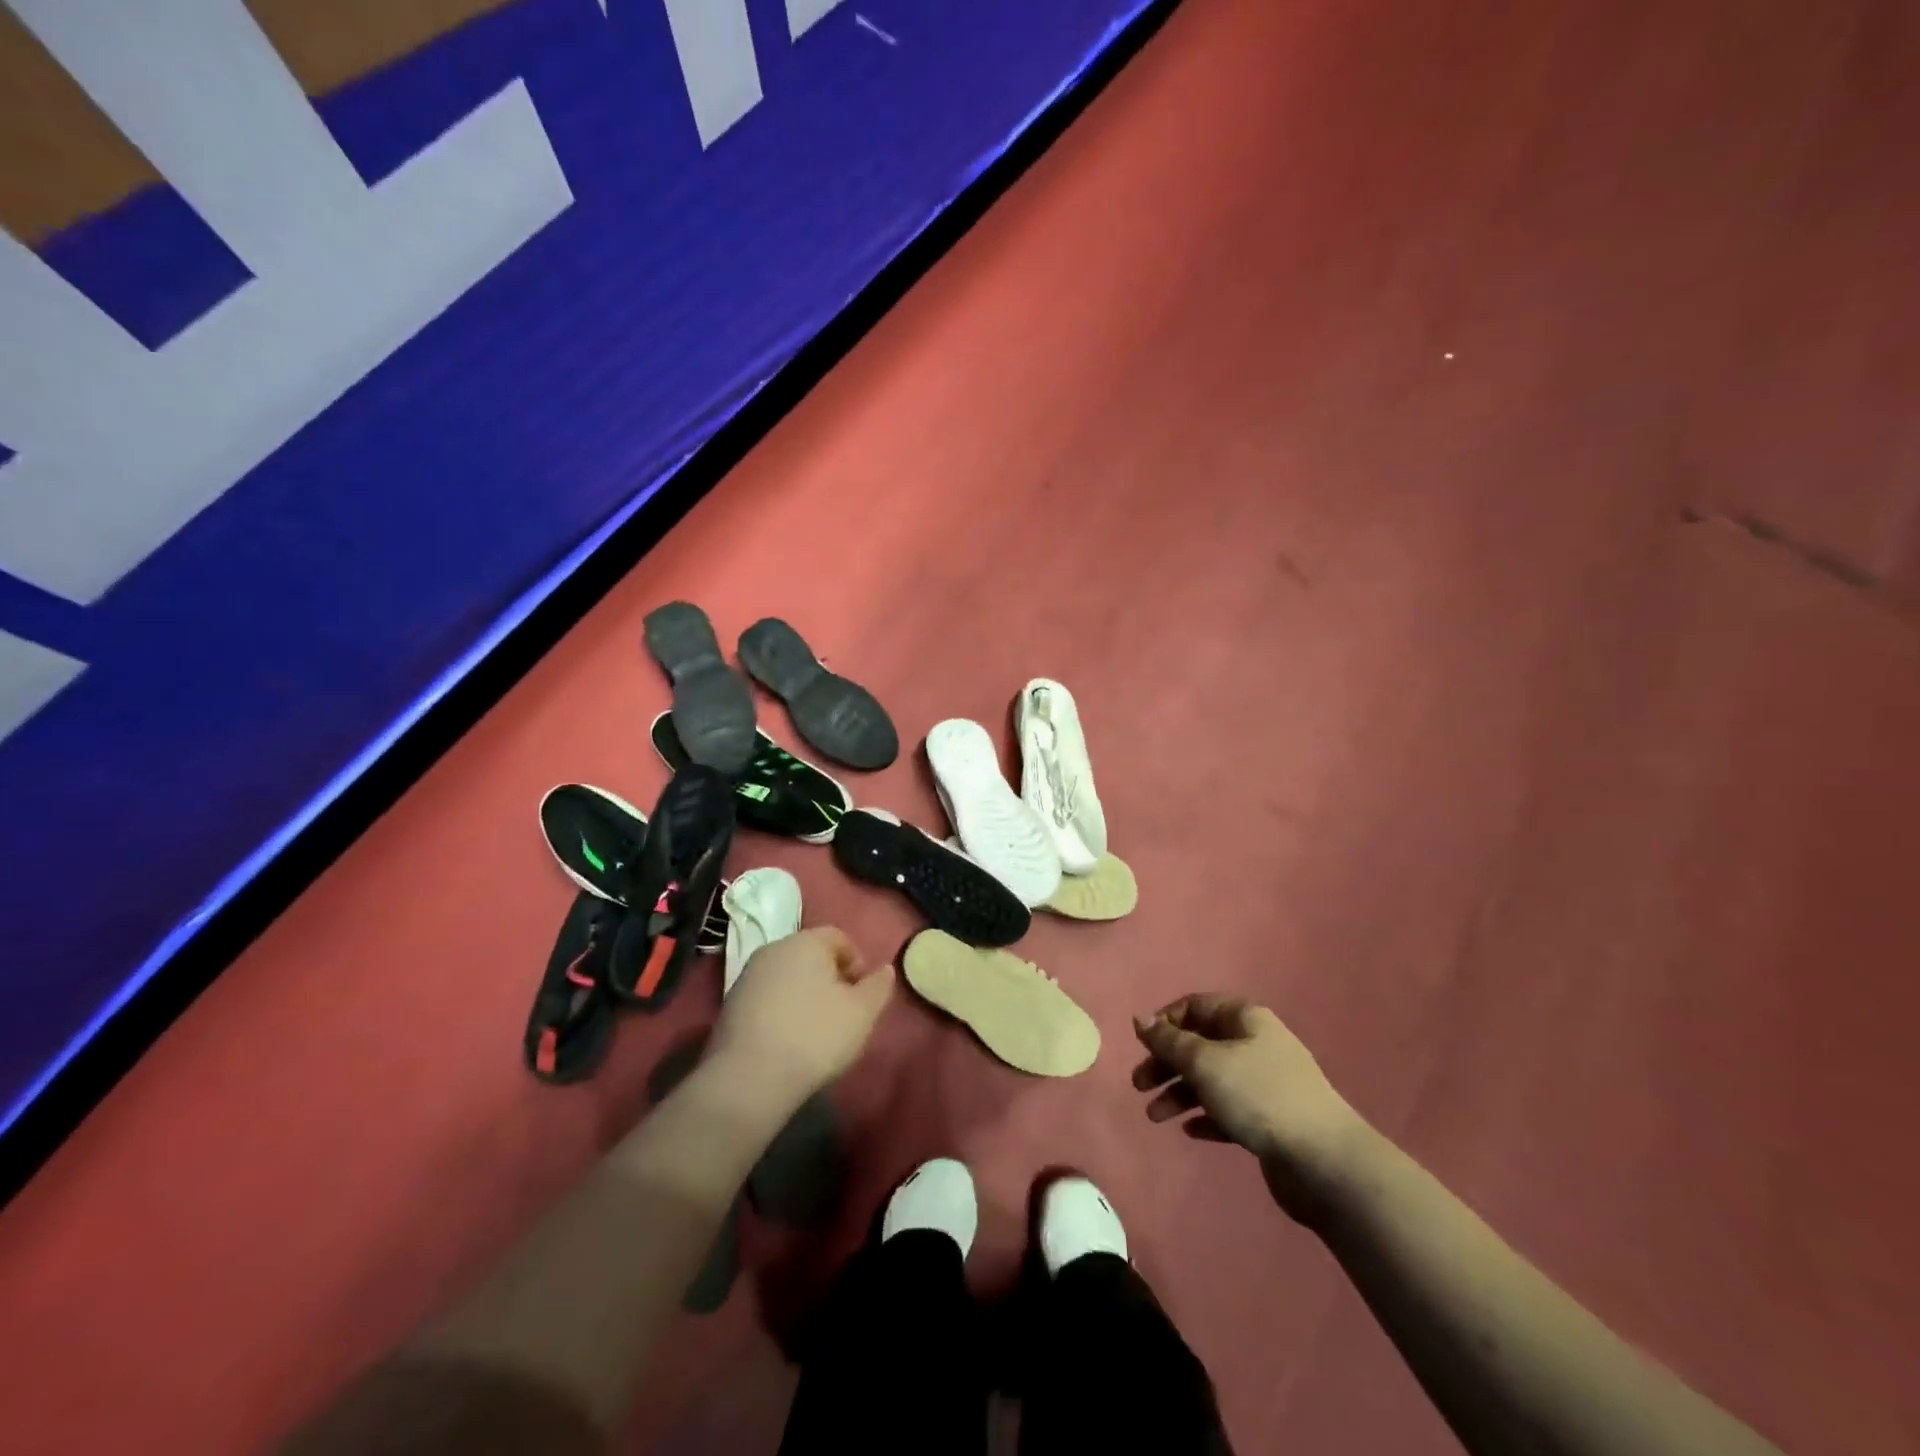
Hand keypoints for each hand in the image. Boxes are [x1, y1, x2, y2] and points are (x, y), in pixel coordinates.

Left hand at [707, 927, 894, 1105]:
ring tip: (816, 1029)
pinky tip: (788, 1039)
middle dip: (830, 977)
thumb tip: (886, 969)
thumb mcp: (862, 1013)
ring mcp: (747, 976)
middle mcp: (773, 949)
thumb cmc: (815, 1035)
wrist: (748, 1078)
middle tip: (843, 1010)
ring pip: (787, 976)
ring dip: (805, 994)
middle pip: (811, 954)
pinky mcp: (730, 1005)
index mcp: (806, 941)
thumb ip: (878, 986)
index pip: (838, 937)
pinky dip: (782, 1010)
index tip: (863, 993)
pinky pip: (767, 997)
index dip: (857, 962)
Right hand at [1133, 995, 1368, 1215]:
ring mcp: (1265, 1083)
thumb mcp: (1203, 1062)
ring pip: (1211, 1080)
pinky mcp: (1270, 1120)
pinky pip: (1228, 1110)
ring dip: (1179, 1094)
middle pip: (1199, 1045)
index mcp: (1245, 1019)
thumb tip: (1140, 1018)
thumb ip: (1168, 1040)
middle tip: (1139, 1086)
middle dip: (1166, 1064)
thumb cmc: (1258, 1096)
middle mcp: (1255, 1044)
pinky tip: (1190, 1130)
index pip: (1196, 1006)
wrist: (1323, 1161)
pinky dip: (1206, 1116)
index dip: (1165, 1022)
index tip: (1142, 1046)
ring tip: (1156, 1117)